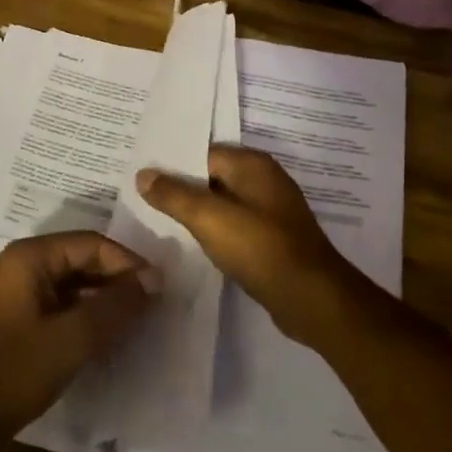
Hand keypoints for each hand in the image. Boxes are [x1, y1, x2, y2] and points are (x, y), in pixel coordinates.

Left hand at [0, 232, 157, 451]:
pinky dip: (79, 314)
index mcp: (27, 257)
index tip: (159, 289)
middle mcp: (15, 264)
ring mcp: (8, 292)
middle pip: (77, 259)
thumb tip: (152, 281)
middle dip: (115, 279)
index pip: (90, 243)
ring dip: (99, 298)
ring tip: (132, 322)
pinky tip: (100, 337)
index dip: (128, 263)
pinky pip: (53, 303)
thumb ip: (115, 306)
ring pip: (66, 283)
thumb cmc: (13, 373)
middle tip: (150, 306)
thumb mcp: (73, 339)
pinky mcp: (7, 319)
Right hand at [136, 145, 373, 349]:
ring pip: (222, 203)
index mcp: (253, 165)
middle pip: (211, 176)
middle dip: (180, 187)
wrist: (311, 298)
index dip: (171, 164)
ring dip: (196, 212)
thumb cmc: (260, 249)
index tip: (140, 176)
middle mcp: (264, 180)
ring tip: (159, 219)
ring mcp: (270, 211)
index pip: (202, 153)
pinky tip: (193, 242)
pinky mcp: (272, 238)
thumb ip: (174, 195)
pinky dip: (214, 231)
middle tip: (140, 197)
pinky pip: (234, 225)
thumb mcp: (209, 218)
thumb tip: (143, 174)